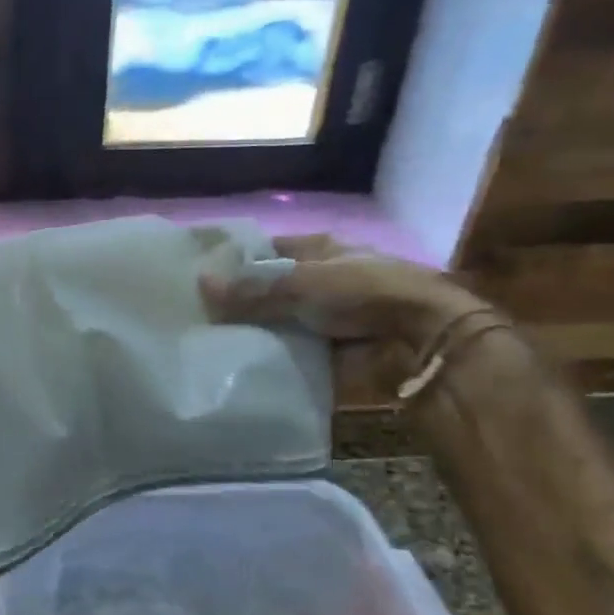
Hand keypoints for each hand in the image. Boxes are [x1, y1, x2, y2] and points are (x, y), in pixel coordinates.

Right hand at [201, 234, 492, 352]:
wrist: (419, 339)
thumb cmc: (362, 292)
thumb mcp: (301, 283)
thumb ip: (252, 290)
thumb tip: (200, 284)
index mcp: (317, 249)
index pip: (264, 250)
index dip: (234, 261)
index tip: (197, 277)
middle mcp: (319, 279)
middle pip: (268, 289)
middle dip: (238, 303)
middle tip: (194, 317)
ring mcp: (324, 316)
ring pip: (276, 322)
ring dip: (253, 333)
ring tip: (208, 344)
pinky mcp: (328, 349)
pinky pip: (290, 352)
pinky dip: (271, 358)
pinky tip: (239, 365)